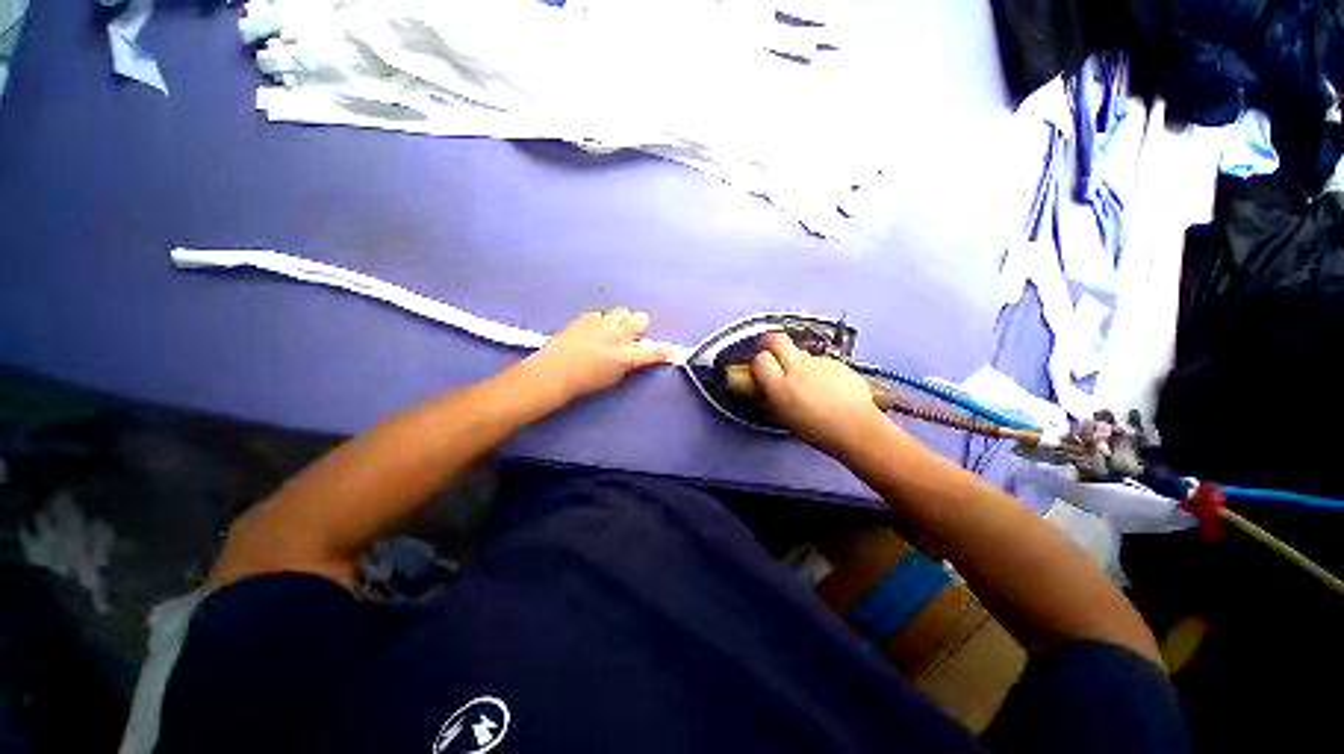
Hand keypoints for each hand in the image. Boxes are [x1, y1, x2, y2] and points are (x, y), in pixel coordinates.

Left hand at [519, 308, 672, 403]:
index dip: (664, 350)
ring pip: (621, 312)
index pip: (653, 351)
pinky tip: (589, 331)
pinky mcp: (586, 318)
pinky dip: (598, 322)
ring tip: (609, 330)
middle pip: (641, 318)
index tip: (671, 350)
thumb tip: (633, 354)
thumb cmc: (585, 383)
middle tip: (630, 334)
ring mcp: (602, 324)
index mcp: (627, 357)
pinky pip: (599, 314)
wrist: (555, 373)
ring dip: (619, 320)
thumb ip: (627, 363)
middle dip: (639, 324)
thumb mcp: (613, 378)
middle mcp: (619, 336)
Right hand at [751, 332, 890, 453]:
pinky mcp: (836, 363)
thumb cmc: (820, 430)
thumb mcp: (785, 417)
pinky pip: (821, 361)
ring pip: (801, 352)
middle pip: (778, 340)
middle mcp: (797, 369)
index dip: (760, 361)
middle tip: (770, 347)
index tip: (761, 366)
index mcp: (781, 387)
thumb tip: (770, 388)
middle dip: (771, 341)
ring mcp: (819, 363)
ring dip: (798, 360)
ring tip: (807, 380)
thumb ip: (775, 397)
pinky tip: (827, 387)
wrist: (856, 427)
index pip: (761, 360)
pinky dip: (820, 370)